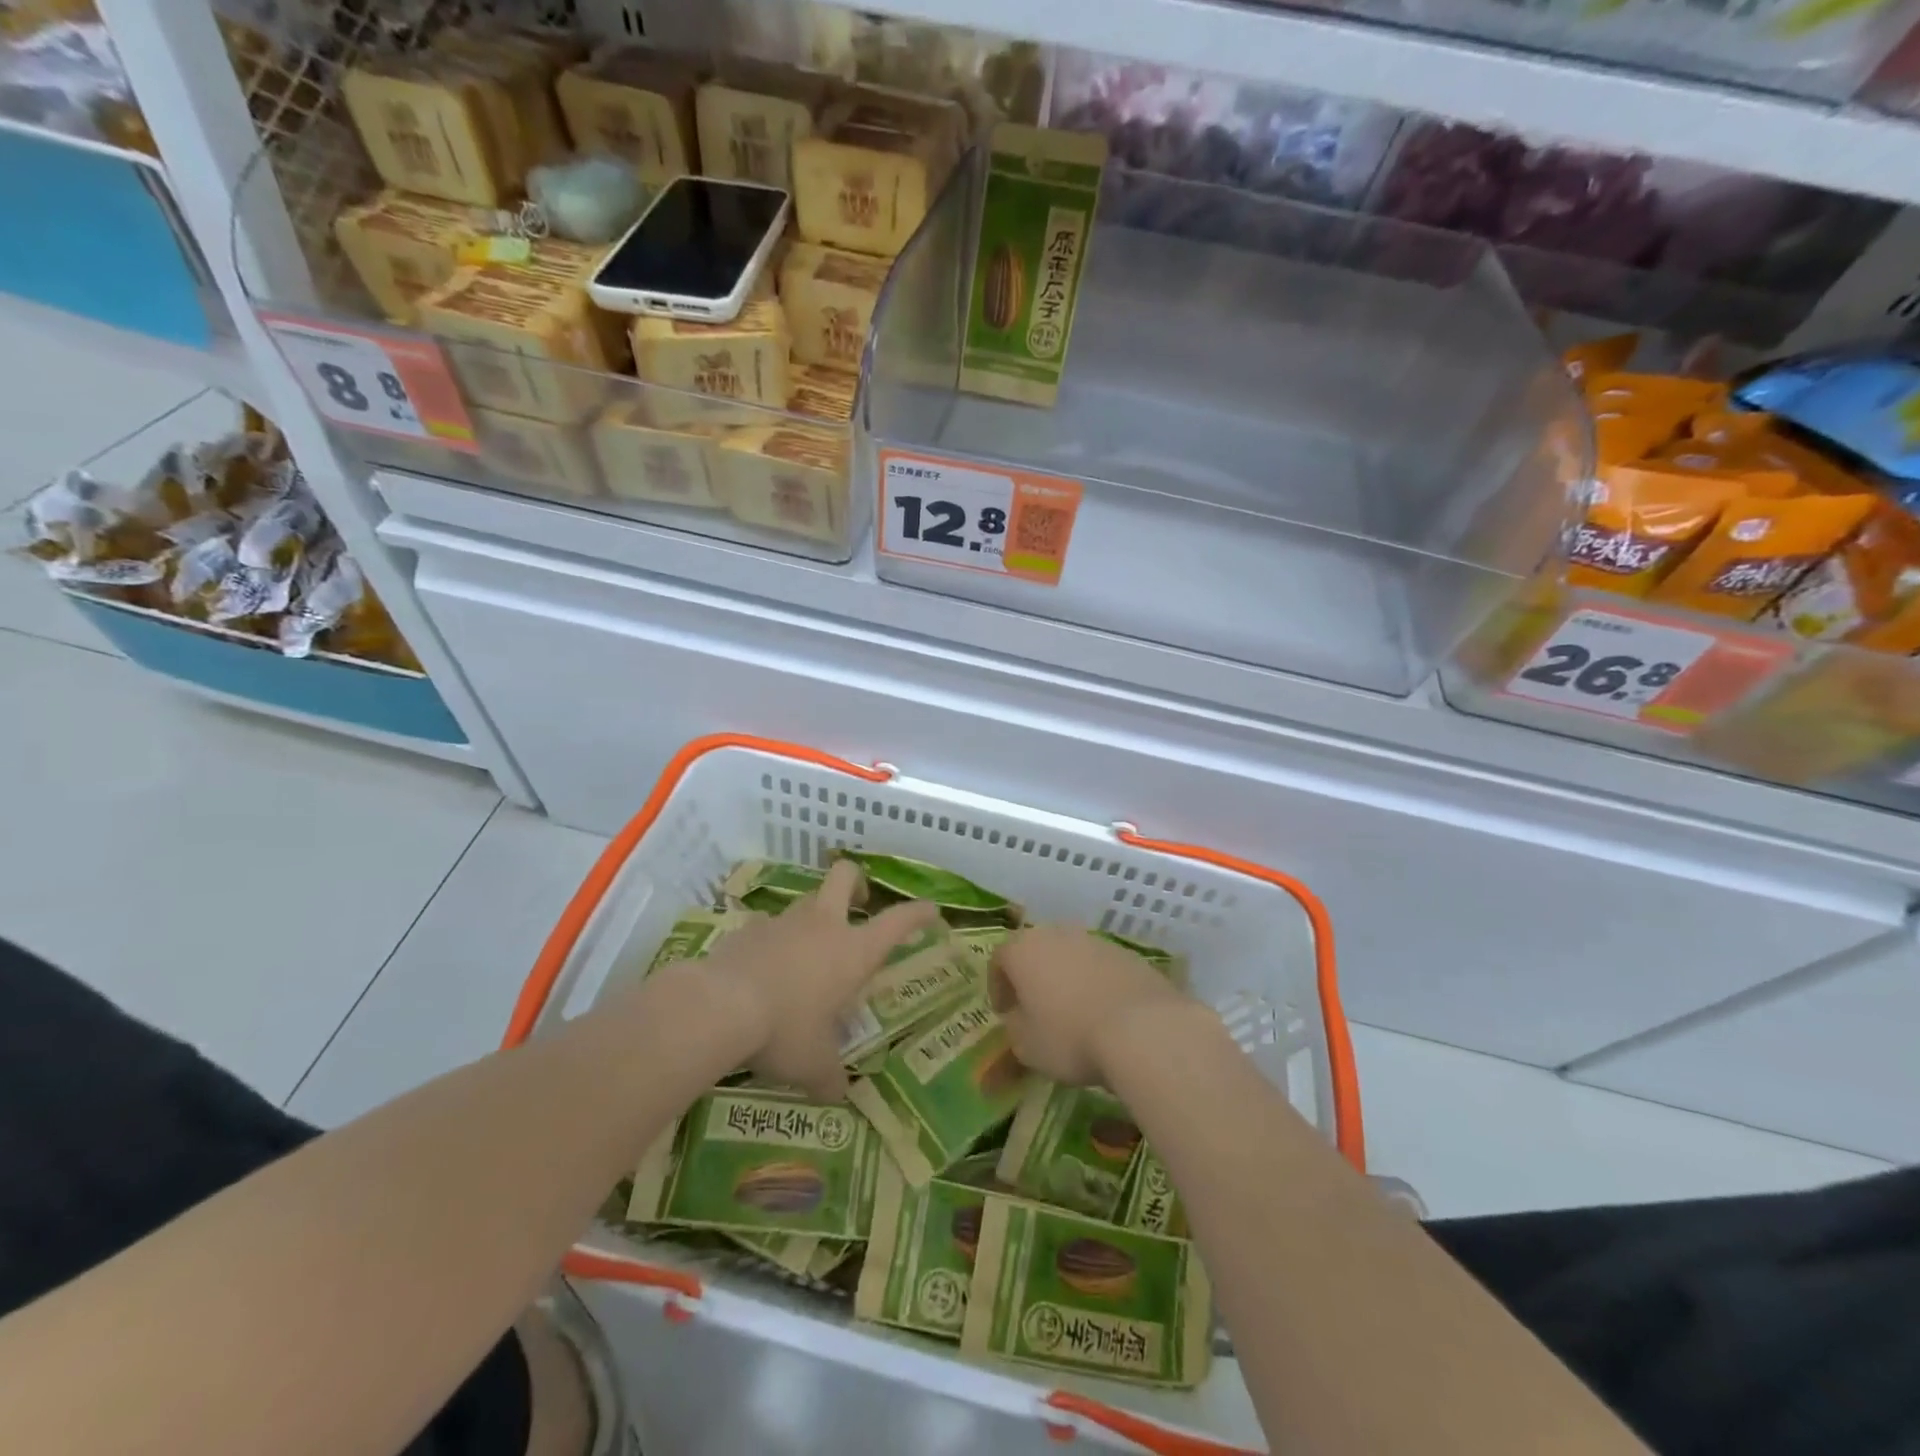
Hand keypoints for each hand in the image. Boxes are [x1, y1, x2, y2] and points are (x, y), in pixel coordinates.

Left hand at [688, 860, 938, 1101]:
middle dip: (857, 883)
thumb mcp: (815, 1065)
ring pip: (805, 901)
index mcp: (853, 951)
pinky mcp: (747, 930)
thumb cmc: (785, 1030)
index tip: (931, 911)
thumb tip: (838, 1095)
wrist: (719, 1007)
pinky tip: (761, 970)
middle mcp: (823, 925)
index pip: (898, 922)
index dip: (918, 913)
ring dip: (810, 919)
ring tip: (805, 954)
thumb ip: (831, 1078)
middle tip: (859, 903)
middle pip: (845, 876)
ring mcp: (783, 922)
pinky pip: (766, 927)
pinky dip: (770, 942)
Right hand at [990, 925, 1189, 1085]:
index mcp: (1023, 949)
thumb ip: (1014, 1027)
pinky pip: (1100, 967)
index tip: (1004, 1013)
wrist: (1141, 1028)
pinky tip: (1104, 1013)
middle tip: (1035, 1008)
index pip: (999, 960)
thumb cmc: (1069, 1036)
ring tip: (1073, 1012)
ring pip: (1070, 956)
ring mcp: (1095, 940)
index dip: (998, 987)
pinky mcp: (1127, 954)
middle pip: (1036, 951)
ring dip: (1066, 978)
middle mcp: (1056, 934)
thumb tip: (1019, 1019)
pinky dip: (1096, 984)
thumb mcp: (1026, 1046)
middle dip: (1033, 977)